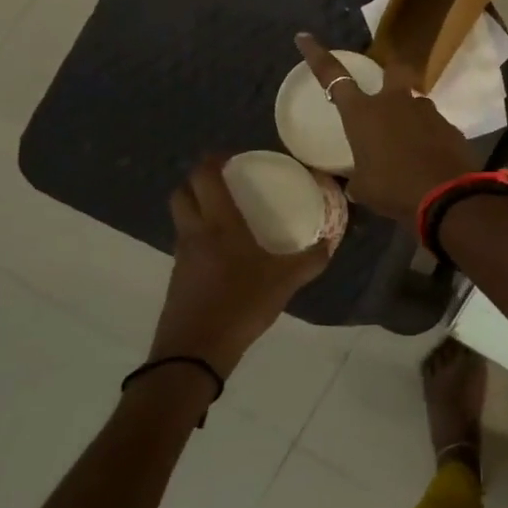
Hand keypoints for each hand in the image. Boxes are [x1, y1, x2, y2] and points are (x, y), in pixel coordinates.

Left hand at [145, 156, 330, 387]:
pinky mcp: (178, 277)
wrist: (195, 351)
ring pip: (181, 217)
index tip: (232, 156)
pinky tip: (223, 251)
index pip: (204, 177)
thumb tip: (329, 243)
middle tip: (225, 180)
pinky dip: (199, 235)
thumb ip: (310, 260)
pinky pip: (186, 242)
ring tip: (227, 213)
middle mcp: (194, 232)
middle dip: (198, 180)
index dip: (213, 160)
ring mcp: (181, 255)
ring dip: (196, 206)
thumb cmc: (241, 305)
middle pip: (182, 192)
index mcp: (219, 224)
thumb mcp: (285, 282)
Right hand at [295, 33, 476, 222]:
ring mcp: (427, 112)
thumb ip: (359, 178)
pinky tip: (429, 161)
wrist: (447, 196)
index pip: (333, 77)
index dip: (317, 55)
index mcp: (363, 113)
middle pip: (394, 70)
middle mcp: (395, 103)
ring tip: (410, 147)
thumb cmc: (394, 189)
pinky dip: (430, 139)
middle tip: (388, 90)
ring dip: (411, 118)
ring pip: (417, 104)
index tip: (305, 37)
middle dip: (390, 73)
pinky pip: (435, 128)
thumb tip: (357, 184)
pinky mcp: (451, 128)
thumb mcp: (364, 188)